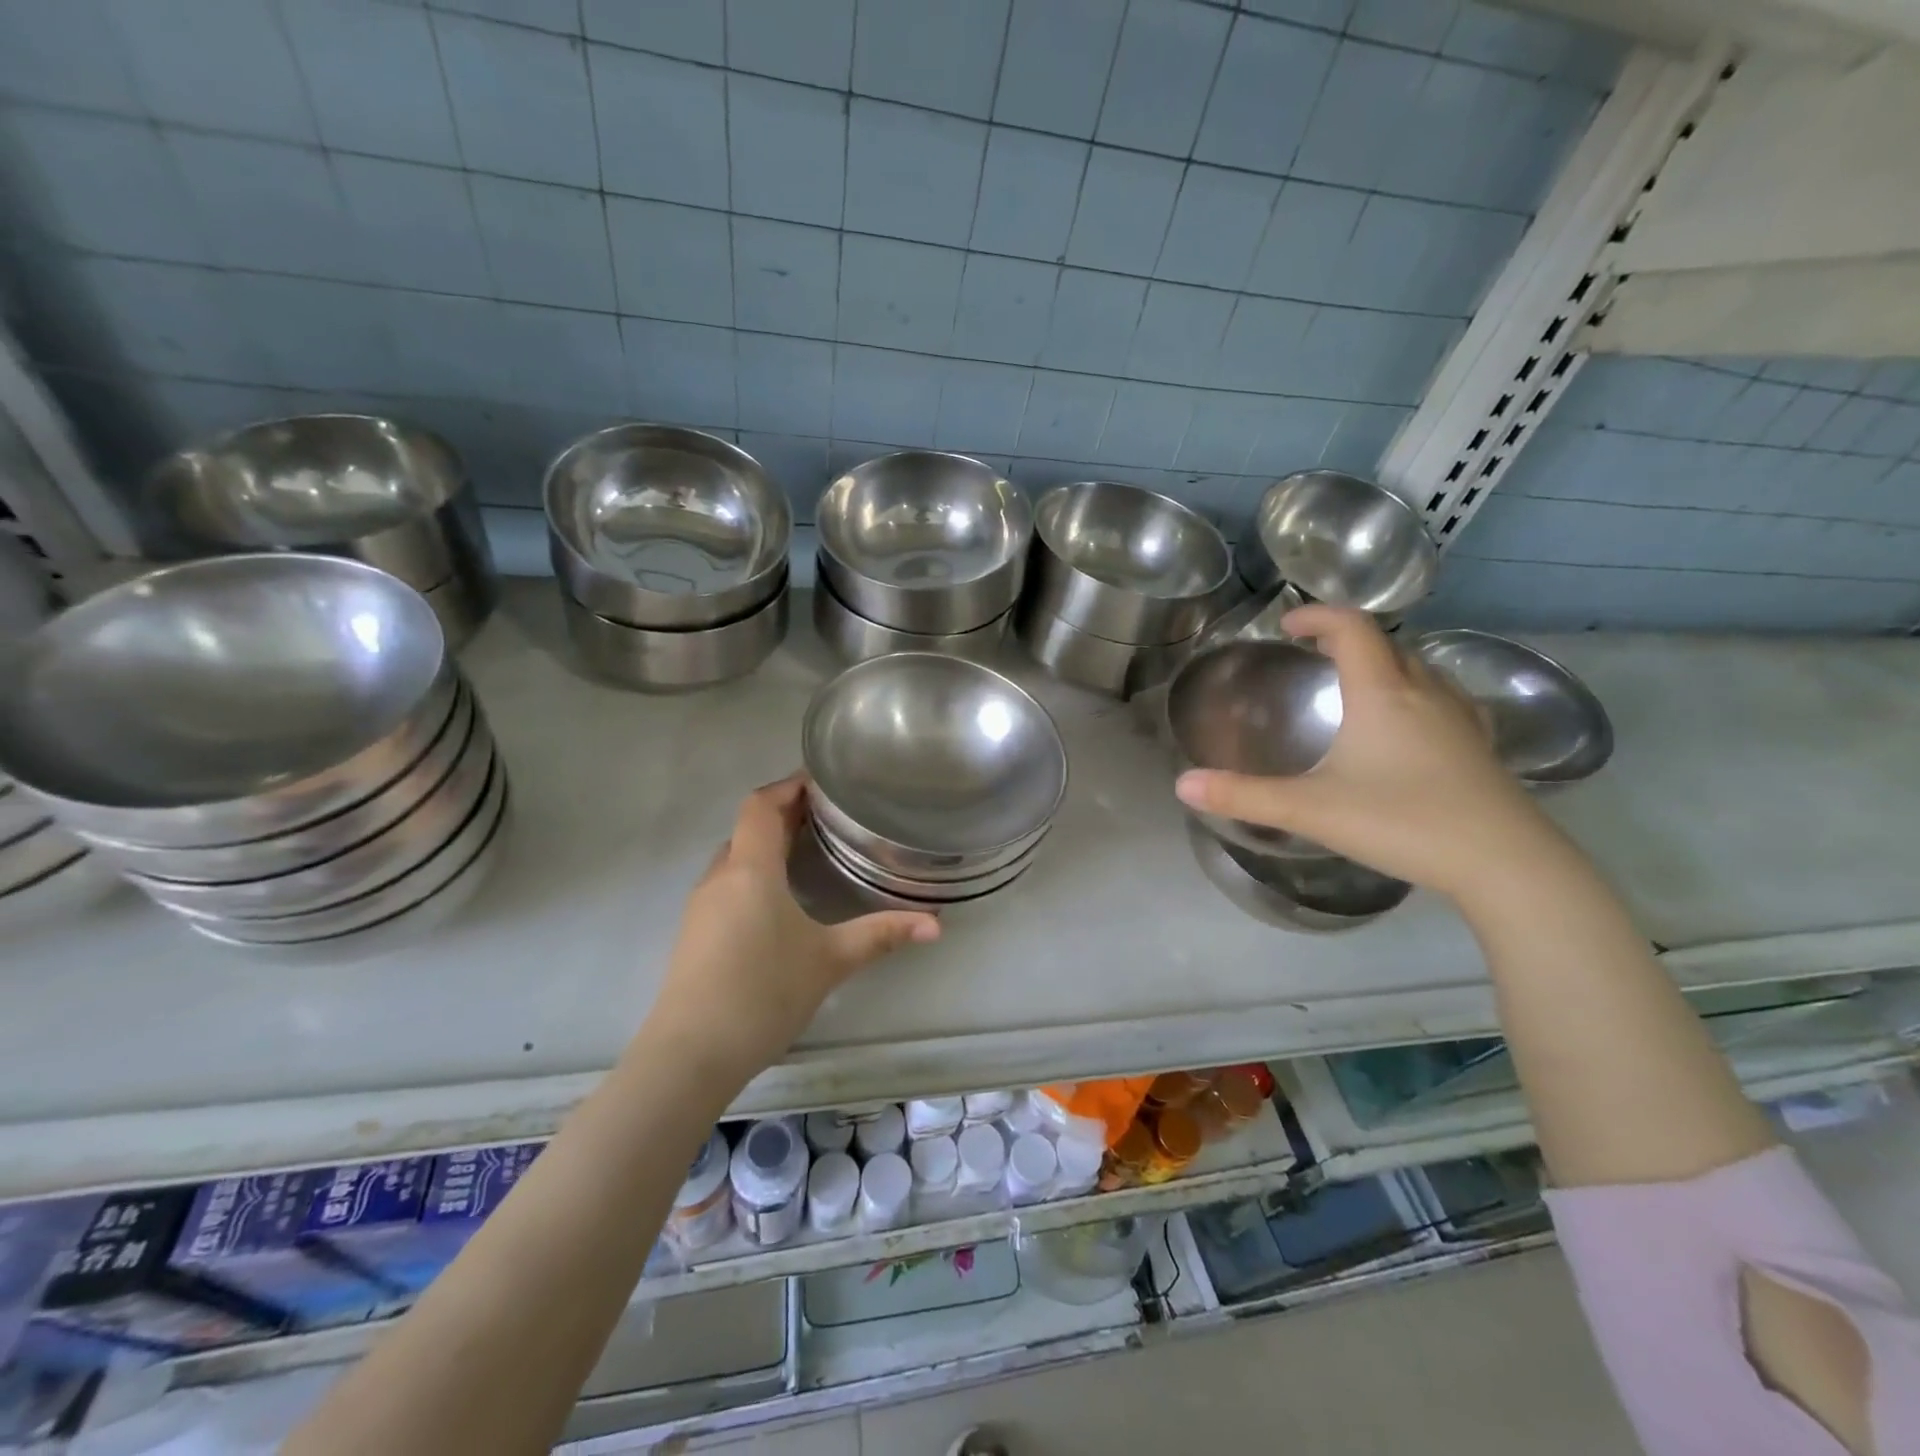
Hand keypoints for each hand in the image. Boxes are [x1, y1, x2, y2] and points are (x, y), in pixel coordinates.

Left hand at [647, 774, 939, 1075]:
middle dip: (785, 814)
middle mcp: (720, 877)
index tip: (823, 782)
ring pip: (736, 857)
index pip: (761, 805)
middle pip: (749, 827)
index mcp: (750, 869)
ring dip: (768, 845)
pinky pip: (728, 883)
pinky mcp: (695, 933)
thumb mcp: (830, 961)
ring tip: (810, 850)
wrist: (689, 1055)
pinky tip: (780, 899)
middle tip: (828, 816)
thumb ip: (882, 935)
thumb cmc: (762, 994)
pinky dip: (755, 873)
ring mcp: (701, 906)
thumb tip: (936, 925)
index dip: (789, 786)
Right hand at [1174, 605, 1560, 903]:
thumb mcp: (1311, 810)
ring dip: (1385, 664)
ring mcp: (1460, 720)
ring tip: (1357, 684)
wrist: (1505, 863)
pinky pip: (1444, 699)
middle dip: (1348, 639)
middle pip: (1387, 644)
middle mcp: (1424, 693)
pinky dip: (1417, 694)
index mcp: (1382, 693)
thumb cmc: (1403, 822)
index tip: (1287, 625)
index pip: (1352, 628)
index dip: (1318, 616)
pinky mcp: (1481, 748)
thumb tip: (1183, 785)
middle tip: (1315, 654)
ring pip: (1420, 670)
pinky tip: (1412, 725)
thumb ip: (1243, 796)